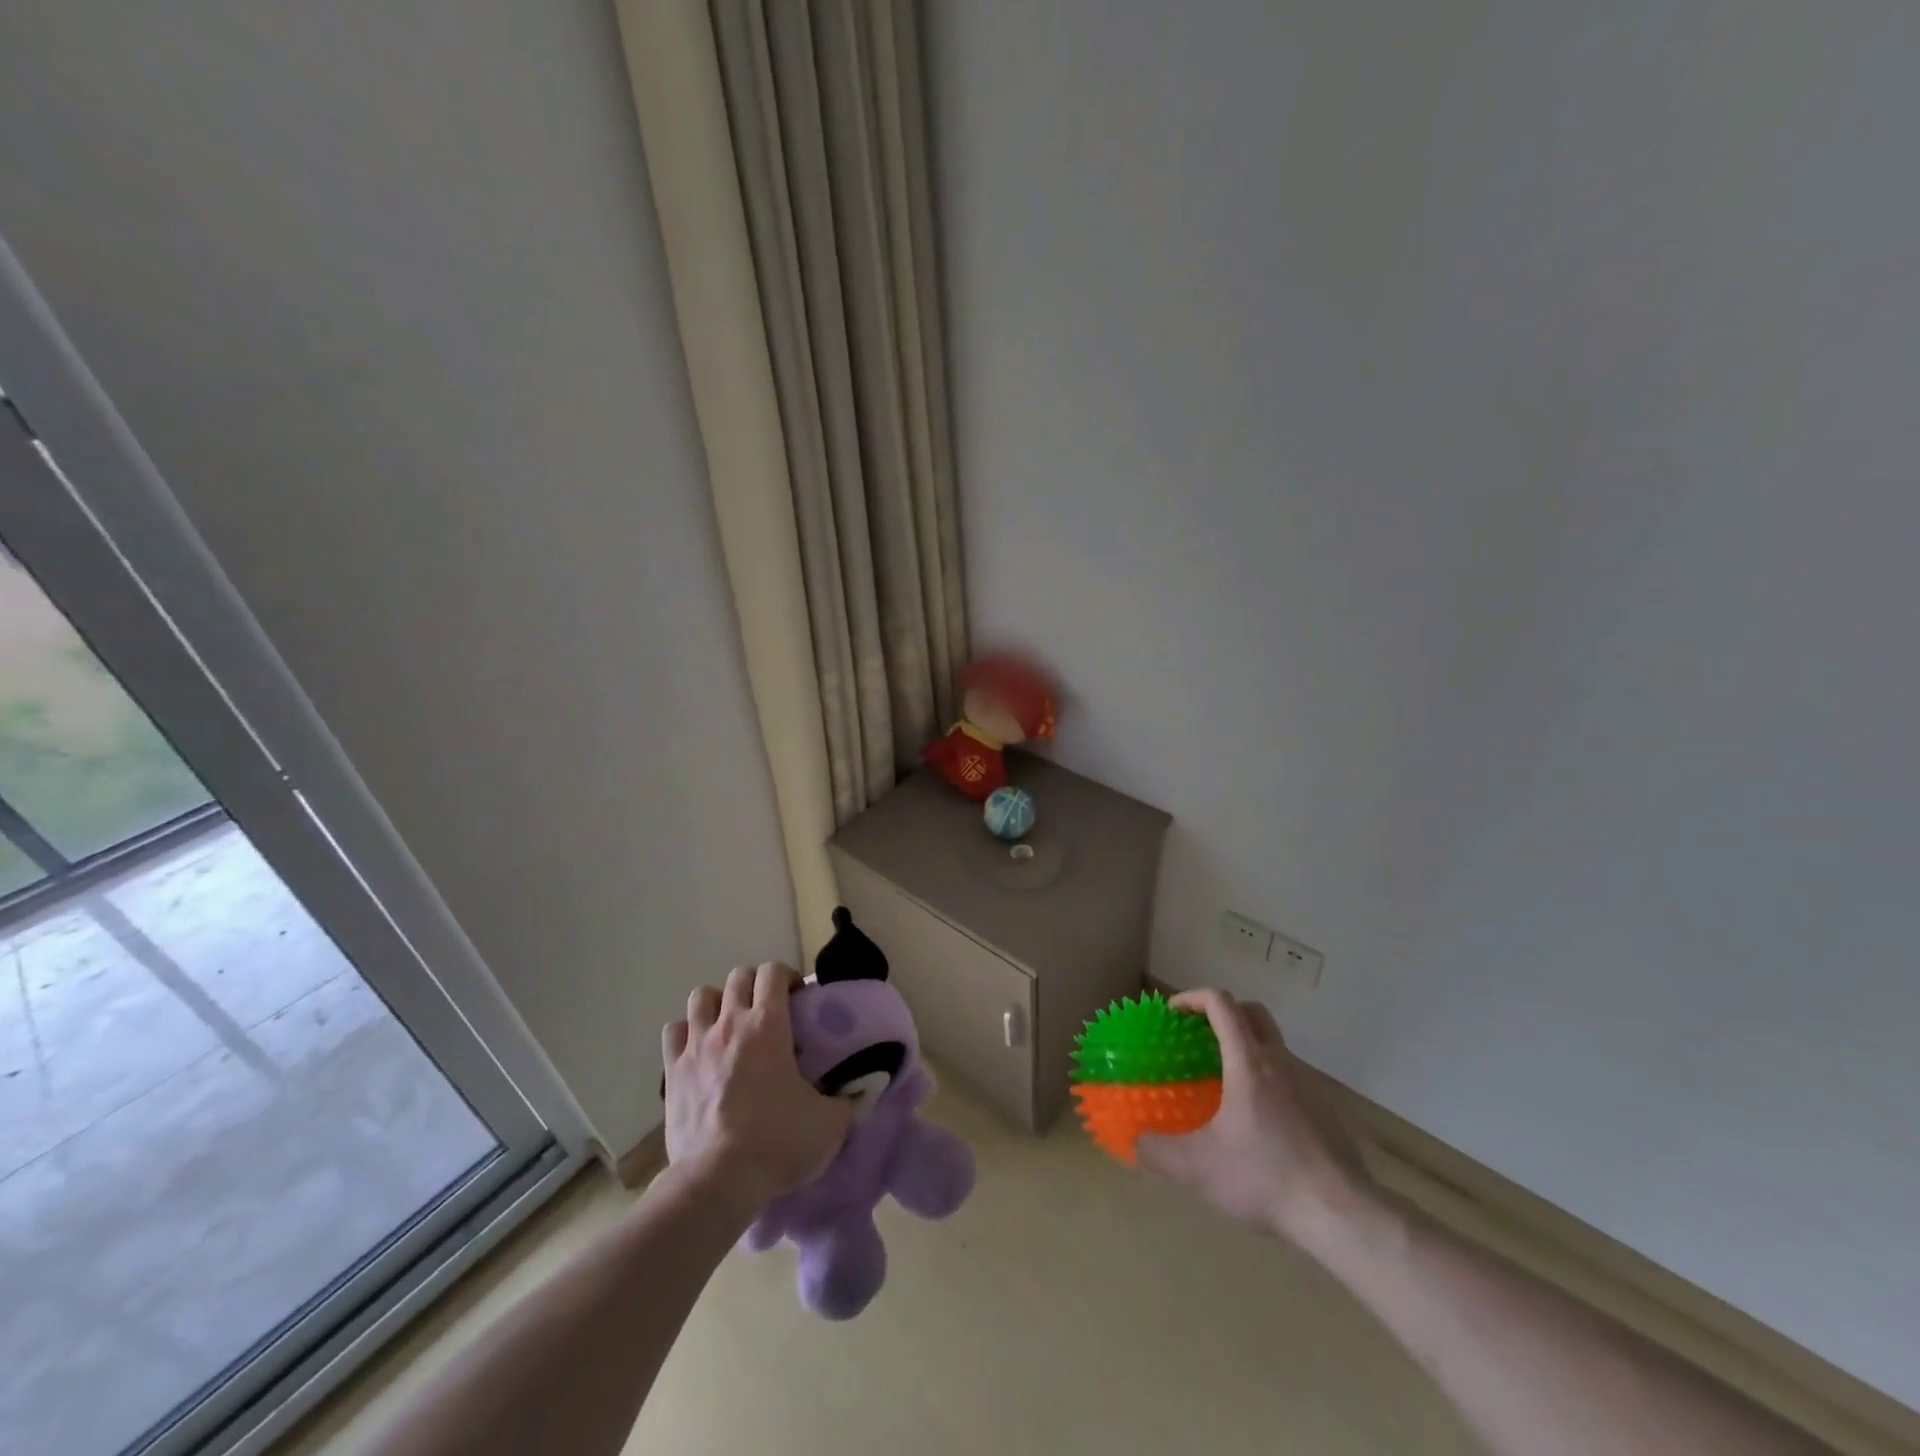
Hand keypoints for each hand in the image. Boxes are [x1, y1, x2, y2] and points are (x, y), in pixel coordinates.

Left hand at [662, 964, 853, 1216]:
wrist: (717, 1181)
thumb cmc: (778, 1143)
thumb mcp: (829, 1123)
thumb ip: (848, 1100)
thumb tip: (861, 1090)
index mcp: (769, 1025)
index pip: (773, 971)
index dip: (787, 977)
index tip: (798, 1000)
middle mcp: (730, 1024)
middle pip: (738, 977)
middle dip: (755, 986)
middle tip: (768, 1012)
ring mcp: (696, 1045)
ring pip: (701, 996)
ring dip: (717, 1004)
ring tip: (730, 1026)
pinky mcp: (672, 1072)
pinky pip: (674, 1032)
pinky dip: (686, 1034)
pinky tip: (699, 1051)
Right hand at [1136, 989, 1367, 1245]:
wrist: (1343, 1215)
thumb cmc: (1266, 1178)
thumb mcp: (1198, 1169)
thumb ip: (1159, 1152)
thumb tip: (1135, 1143)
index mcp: (1248, 1063)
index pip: (1222, 1004)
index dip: (1193, 998)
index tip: (1173, 1013)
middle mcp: (1280, 1063)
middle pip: (1253, 1013)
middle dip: (1224, 1013)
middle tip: (1200, 1036)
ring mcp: (1308, 1086)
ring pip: (1274, 1046)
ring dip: (1246, 1049)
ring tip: (1224, 1085)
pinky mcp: (1326, 1112)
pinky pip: (1290, 1079)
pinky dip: (1268, 1081)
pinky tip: (1258, 1123)